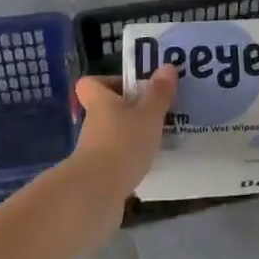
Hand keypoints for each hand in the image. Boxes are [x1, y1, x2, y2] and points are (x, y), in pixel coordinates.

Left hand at [72, 65, 177, 202]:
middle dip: (128, 110)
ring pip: (113, 134)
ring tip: (159, 138)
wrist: (97, 192)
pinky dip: (131, 158)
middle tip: (156, 112)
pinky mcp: (99, 173)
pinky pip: (117, 158)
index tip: (132, 86)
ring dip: (132, 135)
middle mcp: (93, 123)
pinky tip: (151, 163)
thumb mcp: (148, 115)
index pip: (91, 83)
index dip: (108, 81)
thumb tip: (167, 66)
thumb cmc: (123, 143)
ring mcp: (93, 150)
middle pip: (106, 109)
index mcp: (100, 102)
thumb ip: (159, 93)